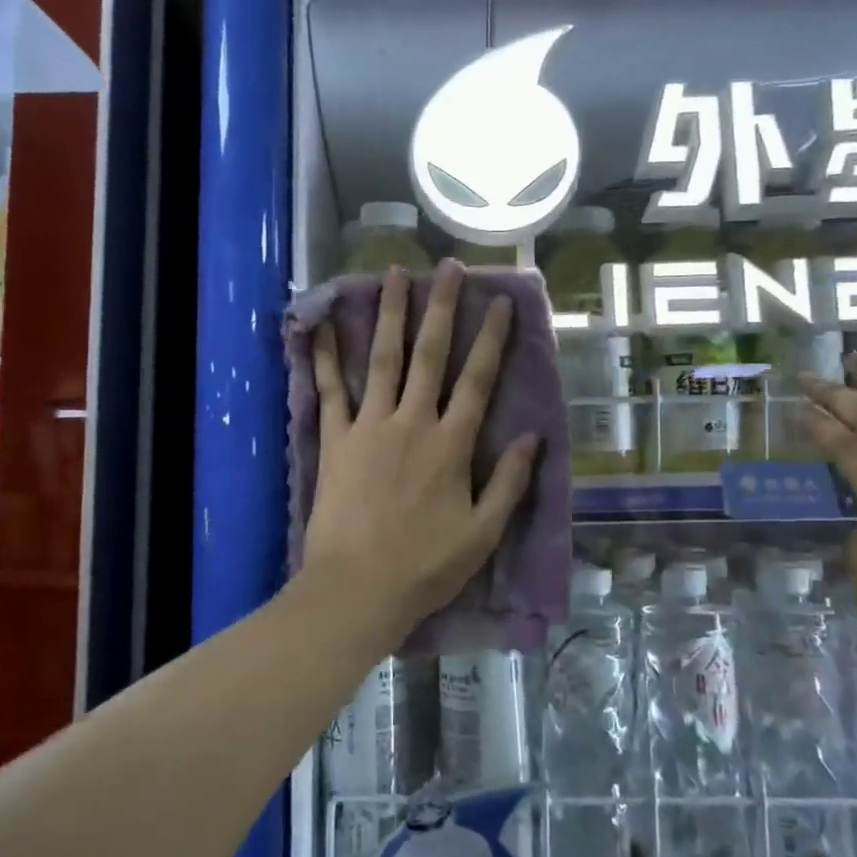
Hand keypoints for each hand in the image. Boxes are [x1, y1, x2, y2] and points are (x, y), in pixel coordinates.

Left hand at [302, 261, 539, 646]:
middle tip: (448, 268)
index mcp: (452, 444)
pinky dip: (326, 356)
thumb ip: (510, 482)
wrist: (358, 588)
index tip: (500, 302)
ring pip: (383, 359)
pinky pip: (331, 390)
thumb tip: (534, 437)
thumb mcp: (483, 533)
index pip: (478, 380)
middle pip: (430, 355)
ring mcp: (370, 426)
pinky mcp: (336, 440)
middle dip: (442, 308)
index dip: (491, 338)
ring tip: (393, 275)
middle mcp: (413, 422)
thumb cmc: (426, 566)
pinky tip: (322, 325)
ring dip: (390, 314)